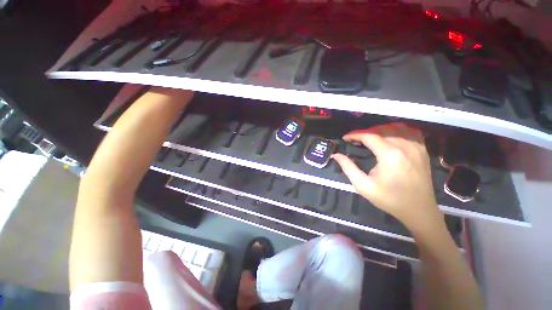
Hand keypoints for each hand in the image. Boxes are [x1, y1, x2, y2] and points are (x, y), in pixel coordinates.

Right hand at [333, 123, 442, 229]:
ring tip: (370, 137)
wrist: (418, 210)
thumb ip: (348, 168)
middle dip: (365, 132)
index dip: (355, 134)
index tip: (345, 138)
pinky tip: (389, 135)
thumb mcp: (363, 186)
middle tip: (355, 140)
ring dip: (380, 129)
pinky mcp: (423, 149)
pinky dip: (397, 129)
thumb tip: (336, 155)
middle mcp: (405, 146)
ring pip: (396, 127)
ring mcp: (417, 146)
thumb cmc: (389, 199)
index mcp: (390, 156)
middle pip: (382, 129)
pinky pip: (409, 131)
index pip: (369, 136)